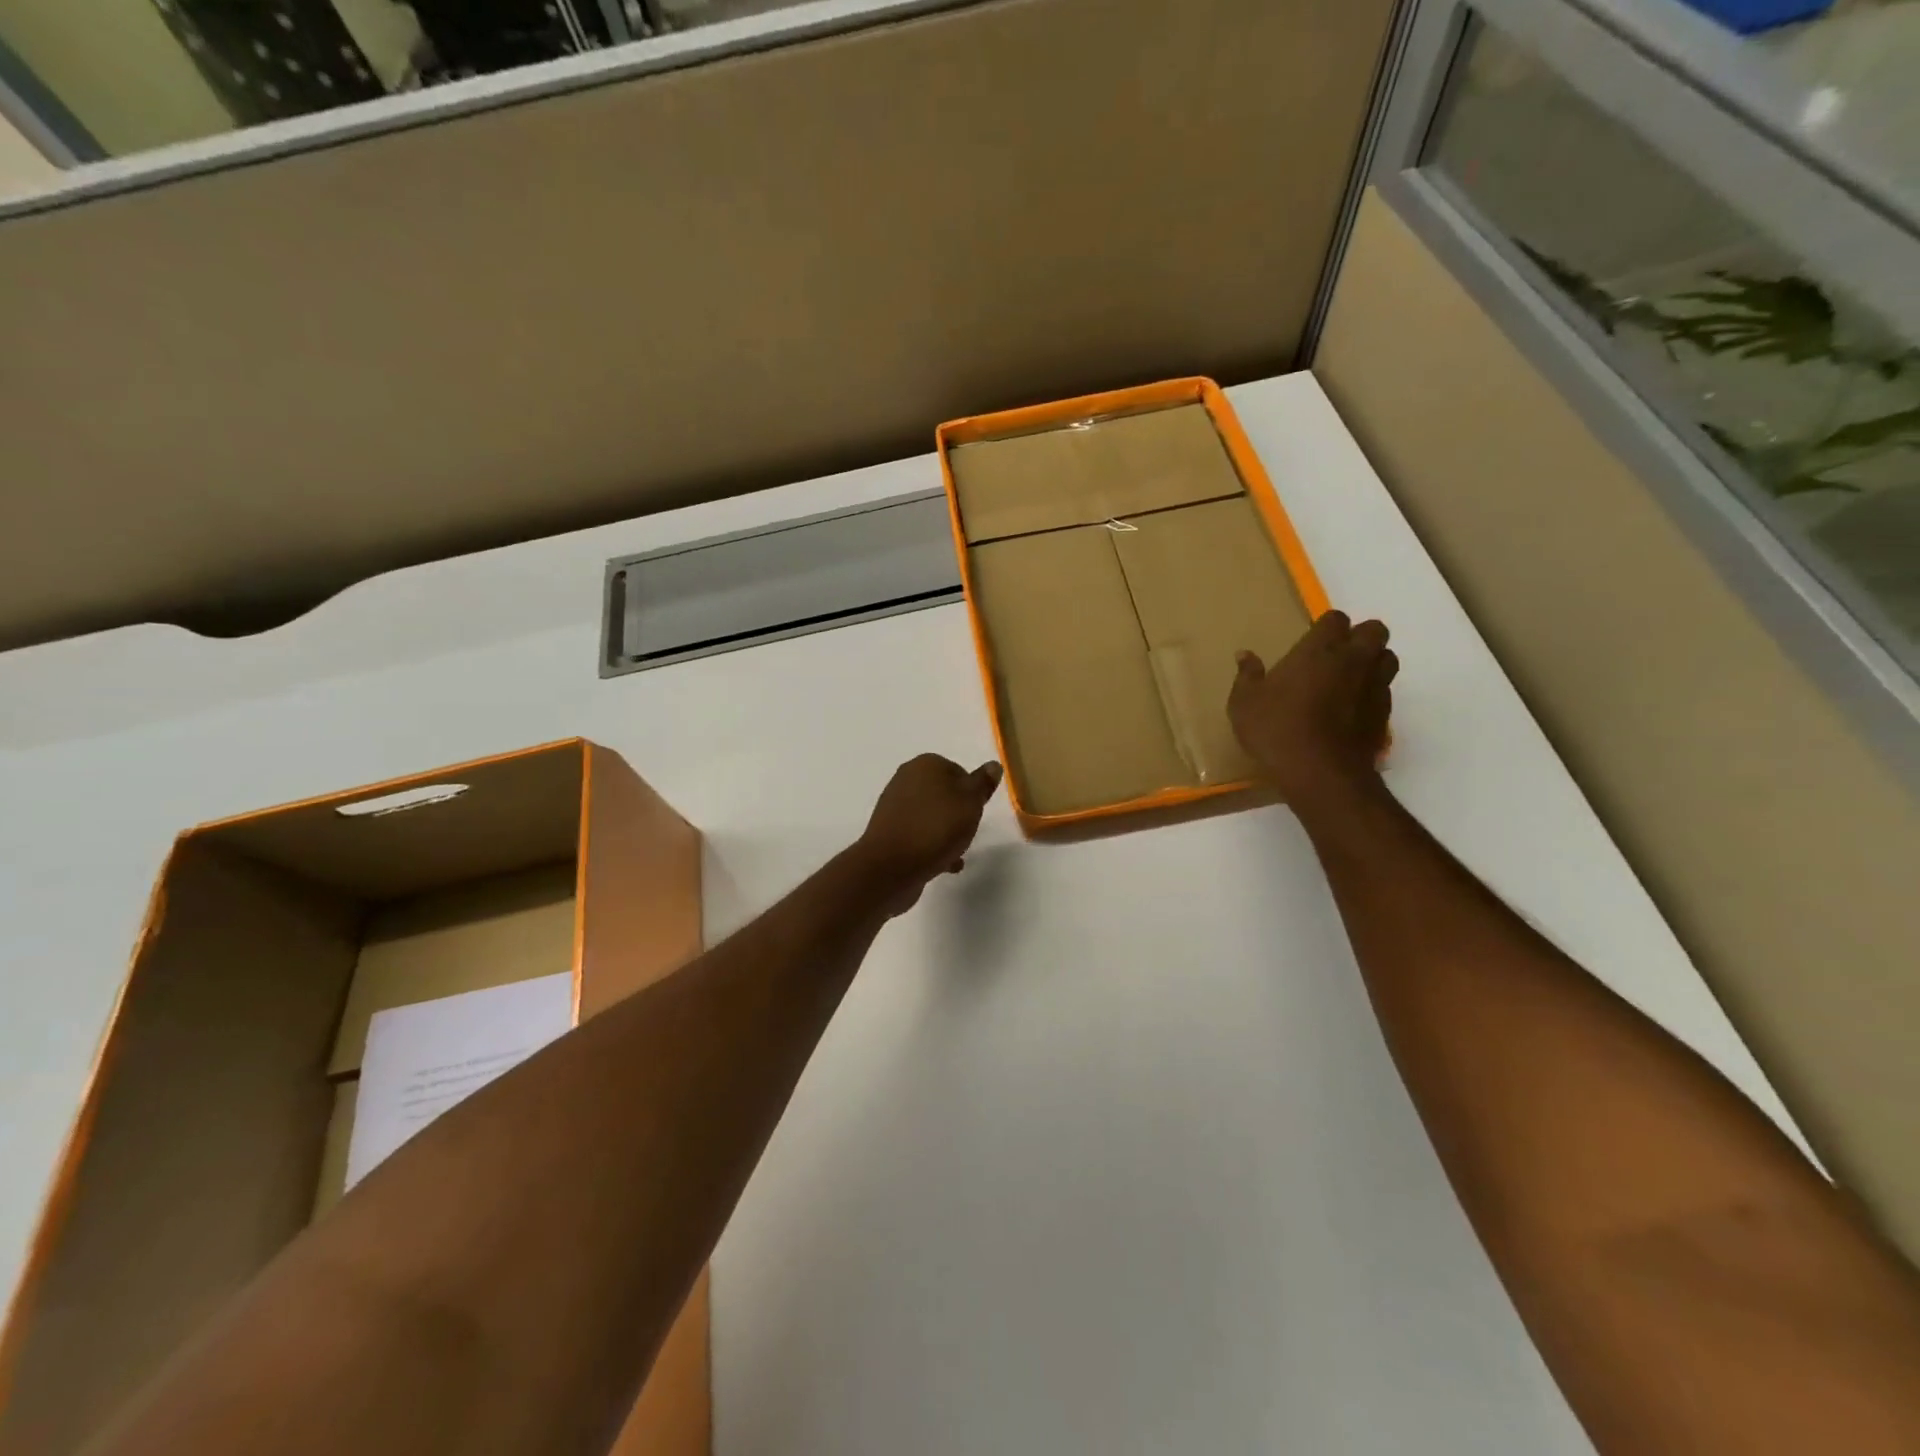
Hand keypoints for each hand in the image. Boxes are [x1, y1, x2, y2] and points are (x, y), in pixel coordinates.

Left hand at [855, 754, 1003, 914]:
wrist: (891, 866)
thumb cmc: (936, 828)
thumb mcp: (970, 803)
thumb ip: (982, 783)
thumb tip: (993, 765)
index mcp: (925, 765)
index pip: (958, 770)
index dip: (972, 792)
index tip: (977, 812)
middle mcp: (906, 779)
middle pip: (943, 793)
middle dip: (958, 812)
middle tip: (967, 831)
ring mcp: (894, 806)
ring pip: (930, 814)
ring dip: (945, 831)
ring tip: (956, 851)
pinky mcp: (888, 832)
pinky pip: (918, 834)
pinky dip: (931, 845)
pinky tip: (944, 864)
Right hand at [1227, 611, 1395, 807]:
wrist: (1320, 773)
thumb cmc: (1277, 730)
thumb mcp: (1244, 704)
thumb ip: (1247, 676)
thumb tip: (1245, 655)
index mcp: (1319, 650)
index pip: (1335, 619)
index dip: (1327, 626)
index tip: (1312, 639)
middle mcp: (1353, 660)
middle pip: (1375, 631)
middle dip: (1360, 637)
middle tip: (1337, 654)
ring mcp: (1374, 687)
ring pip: (1388, 659)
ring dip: (1373, 662)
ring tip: (1350, 678)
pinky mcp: (1383, 715)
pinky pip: (1384, 692)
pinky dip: (1372, 694)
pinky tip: (1352, 710)